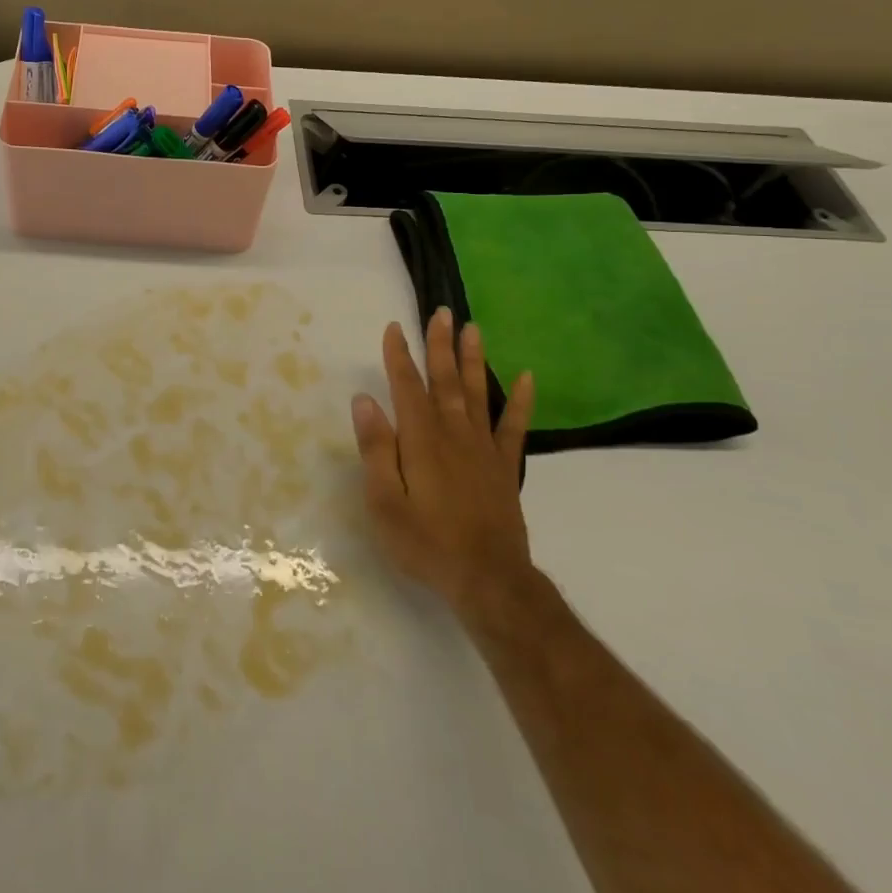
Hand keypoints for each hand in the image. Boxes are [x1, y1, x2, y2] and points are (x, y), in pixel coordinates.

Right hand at [352, 309, 536, 628]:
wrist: (488, 580)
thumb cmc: (426, 542)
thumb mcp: (384, 501)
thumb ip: (376, 449)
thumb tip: (365, 401)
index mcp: (421, 440)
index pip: (407, 387)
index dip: (399, 356)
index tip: (394, 327)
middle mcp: (453, 434)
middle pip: (445, 380)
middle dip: (440, 345)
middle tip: (442, 312)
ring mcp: (483, 449)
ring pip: (477, 393)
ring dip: (473, 359)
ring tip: (473, 328)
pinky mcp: (505, 468)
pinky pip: (513, 427)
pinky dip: (520, 401)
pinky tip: (526, 377)